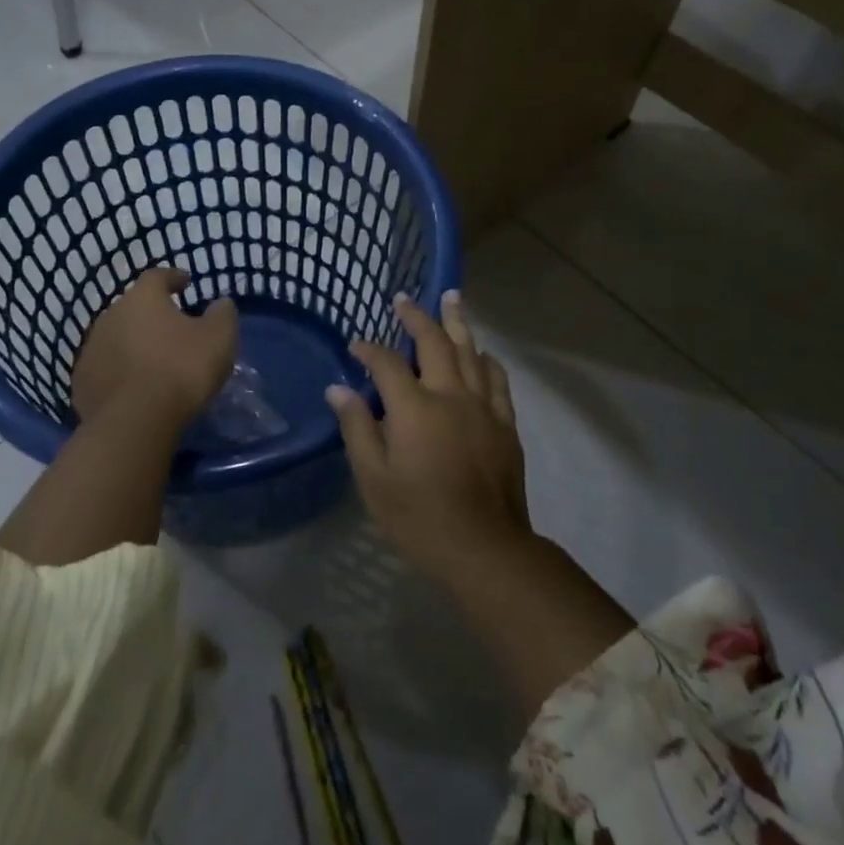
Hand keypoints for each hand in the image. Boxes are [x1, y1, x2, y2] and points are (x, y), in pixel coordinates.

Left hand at [70, 268, 237, 431]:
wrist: (134, 422)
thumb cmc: (181, 370)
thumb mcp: (219, 338)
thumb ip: (222, 314)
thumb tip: (221, 303)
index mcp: (143, 298)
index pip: (157, 277)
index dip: (173, 278)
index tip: (186, 283)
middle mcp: (111, 315)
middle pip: (134, 307)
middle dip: (152, 314)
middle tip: (172, 327)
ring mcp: (91, 349)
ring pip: (117, 337)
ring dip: (134, 343)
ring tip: (153, 360)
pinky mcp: (82, 382)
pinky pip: (106, 368)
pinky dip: (120, 371)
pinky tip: (134, 386)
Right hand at [326, 289, 531, 581]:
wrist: (484, 546)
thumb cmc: (419, 516)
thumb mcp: (374, 478)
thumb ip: (357, 428)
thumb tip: (338, 390)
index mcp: (414, 407)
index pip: (386, 364)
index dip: (369, 349)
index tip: (356, 344)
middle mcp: (450, 394)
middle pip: (433, 342)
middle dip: (416, 316)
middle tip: (404, 299)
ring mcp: (483, 406)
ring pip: (470, 351)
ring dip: (457, 322)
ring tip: (452, 298)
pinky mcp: (505, 423)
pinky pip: (497, 379)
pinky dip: (486, 360)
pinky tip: (482, 352)